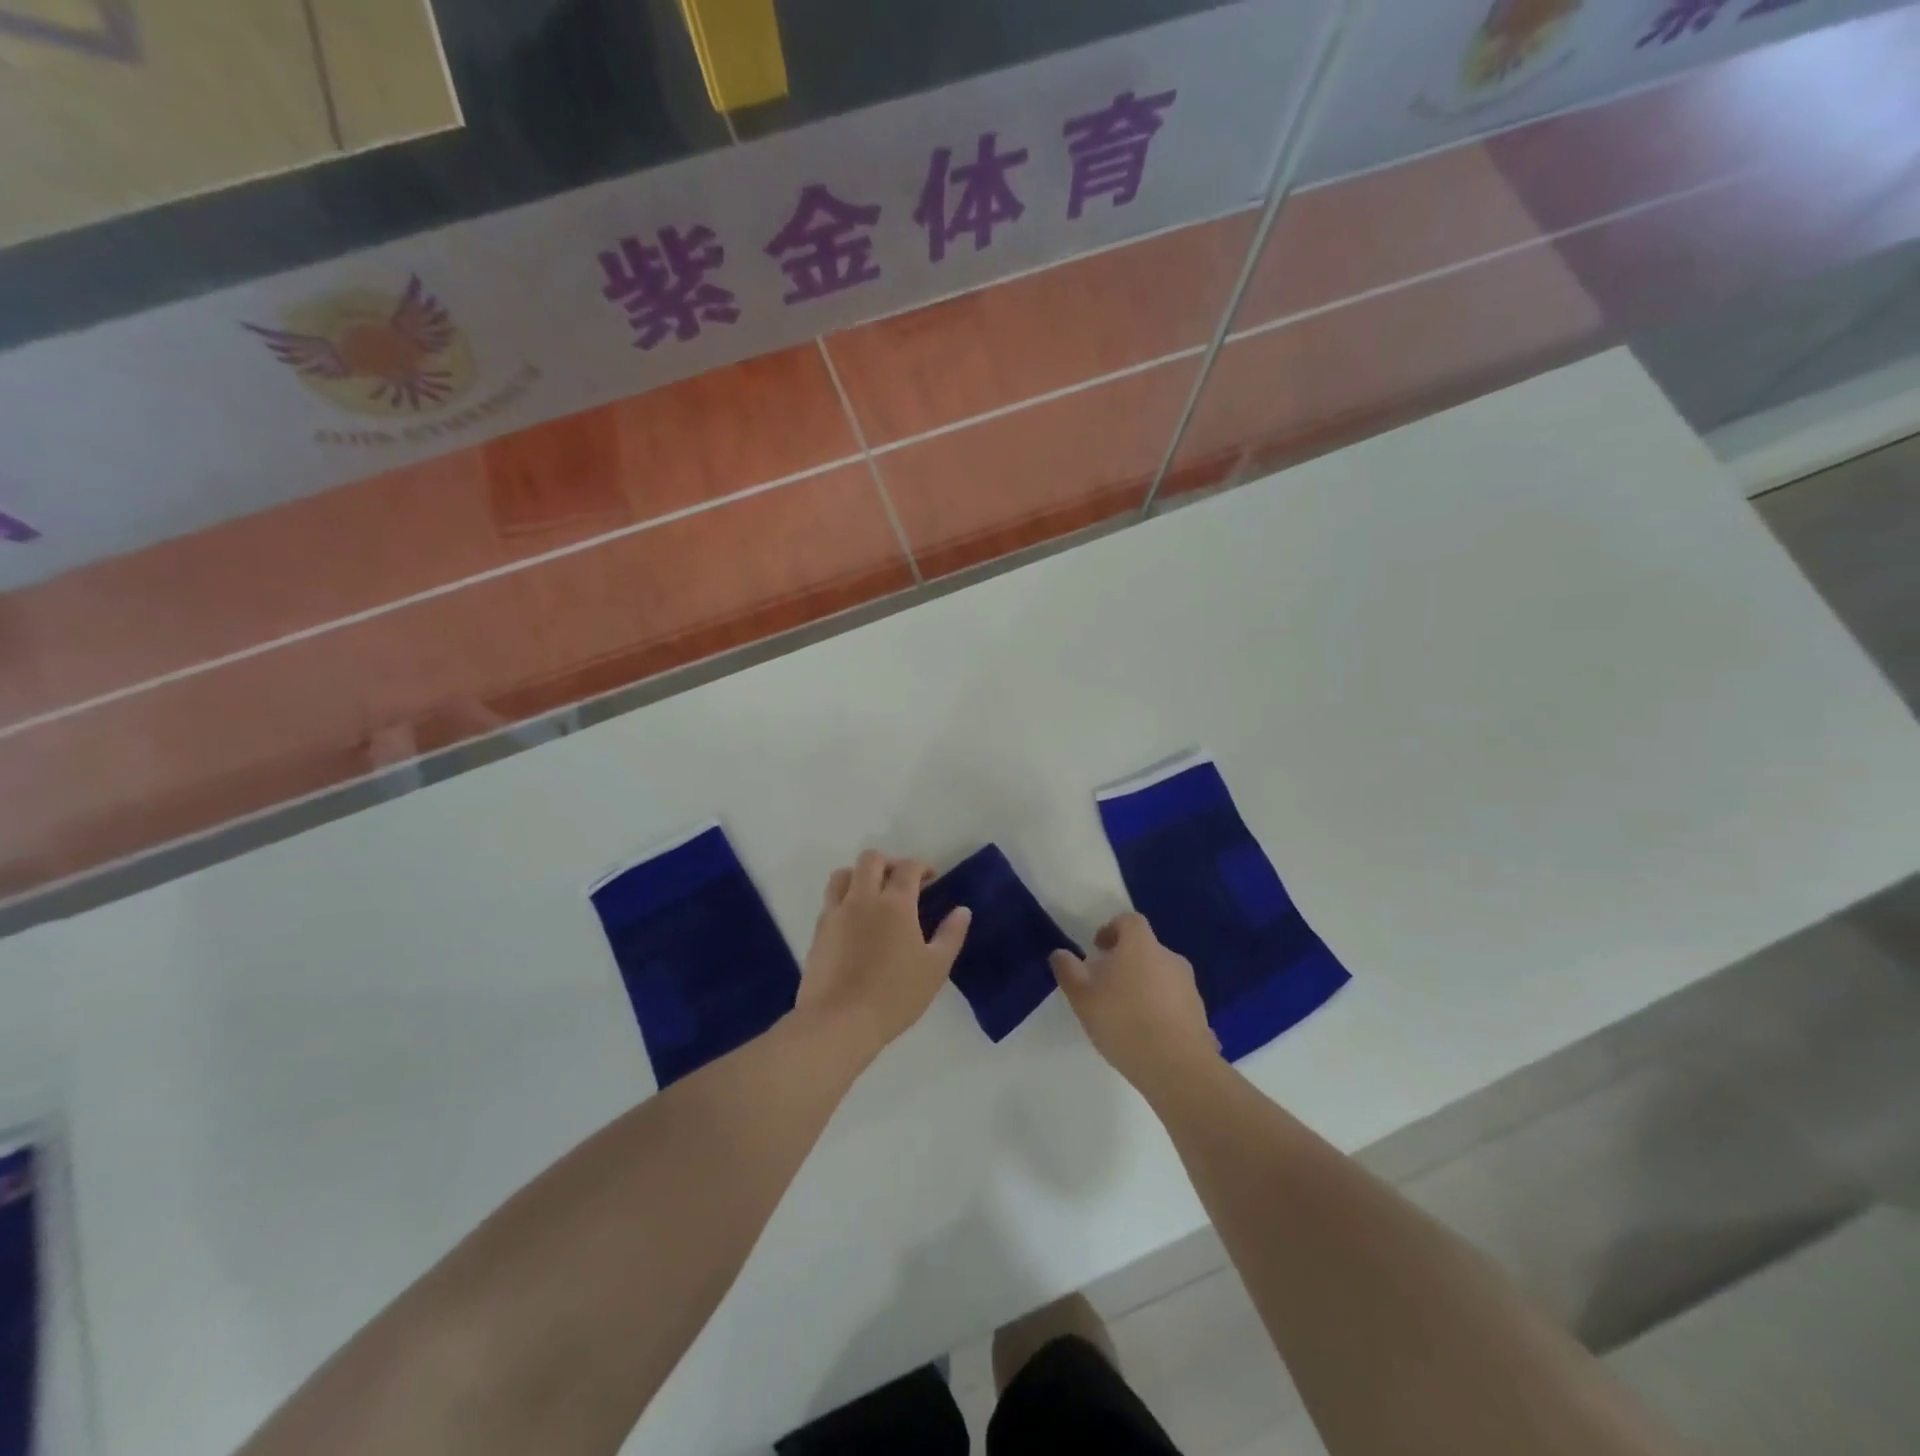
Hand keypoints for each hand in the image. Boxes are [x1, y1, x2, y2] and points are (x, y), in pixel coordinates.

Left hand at [797, 850, 970, 1060]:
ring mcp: (836, 913)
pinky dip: (844, 899)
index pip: (908, 867)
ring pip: (843, 874)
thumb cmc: (894, 995)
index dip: (921, 866)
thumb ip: (951, 935)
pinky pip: (830, 900)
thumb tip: (962, 910)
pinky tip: (854, 921)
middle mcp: (862, 899)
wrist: (838, 1021)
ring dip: (860, 875)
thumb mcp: (935, 968)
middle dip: (889, 862)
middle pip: (871, 859)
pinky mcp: (818, 931)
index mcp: (895, 904)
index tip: (931, 878)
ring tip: (873, 895)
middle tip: (902, 882)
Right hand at [1051, 913, 1218, 1096]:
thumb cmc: (1123, 1021)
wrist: (1177, 1066)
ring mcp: (1189, 986)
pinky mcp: (1200, 1013)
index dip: (1112, 930)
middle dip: (1127, 961)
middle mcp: (1169, 957)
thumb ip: (1068, 971)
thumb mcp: (1082, 997)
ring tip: (1127, 1014)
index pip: (1129, 921)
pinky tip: (1148, 1035)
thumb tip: (1060, 953)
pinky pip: (1175, 1002)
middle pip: (1146, 949)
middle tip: (1107, 985)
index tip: (1098, 949)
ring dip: (1145, 986)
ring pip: (1161, 976)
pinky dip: (1161, 1009)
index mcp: (1141, 945)